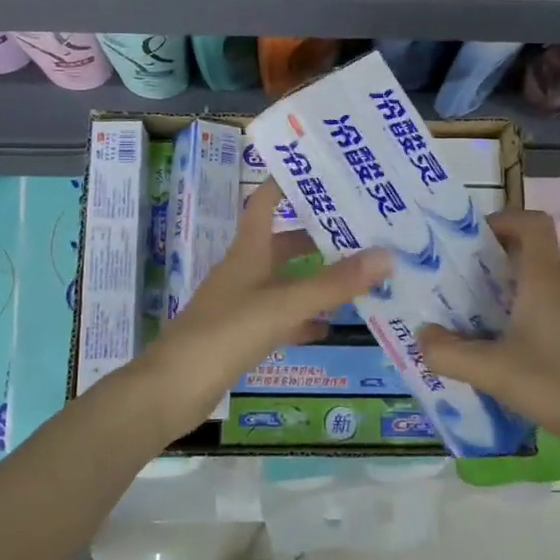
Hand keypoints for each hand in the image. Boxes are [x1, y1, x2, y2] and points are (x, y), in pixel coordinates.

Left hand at [138, 183, 389, 437]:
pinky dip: (303, 319)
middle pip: (283, 243)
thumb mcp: (283, 305)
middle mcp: (244, 270)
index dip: (286, 184)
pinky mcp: (241, 335)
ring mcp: (241, 304)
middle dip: (317, 236)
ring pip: (285, 282)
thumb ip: (332, 284)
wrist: (174, 388)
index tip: (320, 171)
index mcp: (248, 251)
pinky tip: (329, 327)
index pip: (265, 203)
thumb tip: (385, 255)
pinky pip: (280, 318)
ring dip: (315, 279)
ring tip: (357, 275)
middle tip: (361, 230)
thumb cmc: (226, 333)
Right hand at [418, 209, 559, 466]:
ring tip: (476, 319)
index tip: (469, 241)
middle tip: (457, 285)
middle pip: (531, 252)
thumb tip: (421, 337)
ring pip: (542, 282)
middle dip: (492, 261)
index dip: (501, 220)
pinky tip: (513, 351)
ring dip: (509, 291)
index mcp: (546, 277)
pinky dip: (530, 314)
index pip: (530, 222)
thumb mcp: (495, 372)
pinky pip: (556, 306)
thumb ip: (449, 354)